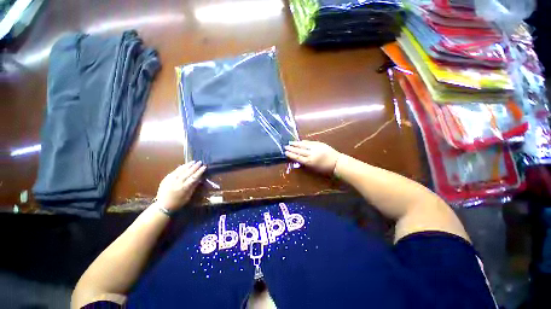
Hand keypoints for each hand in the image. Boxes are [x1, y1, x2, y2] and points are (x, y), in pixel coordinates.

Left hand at [155, 161, 205, 210]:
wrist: (162, 206)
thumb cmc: (178, 203)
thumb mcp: (188, 196)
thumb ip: (193, 187)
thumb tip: (199, 179)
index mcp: (184, 187)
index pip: (194, 177)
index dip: (200, 171)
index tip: (204, 166)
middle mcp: (178, 182)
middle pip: (188, 172)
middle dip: (195, 167)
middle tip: (200, 162)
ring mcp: (171, 180)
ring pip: (181, 170)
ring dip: (188, 165)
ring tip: (193, 161)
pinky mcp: (166, 179)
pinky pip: (174, 171)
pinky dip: (180, 168)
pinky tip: (183, 165)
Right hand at [284, 140, 340, 174]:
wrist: (336, 162)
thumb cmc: (325, 168)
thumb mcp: (314, 168)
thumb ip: (305, 164)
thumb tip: (297, 159)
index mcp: (310, 162)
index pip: (298, 157)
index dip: (291, 155)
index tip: (285, 152)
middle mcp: (311, 154)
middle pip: (299, 151)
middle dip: (291, 148)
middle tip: (285, 146)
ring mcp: (315, 148)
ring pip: (303, 145)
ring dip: (296, 144)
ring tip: (290, 142)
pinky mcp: (319, 144)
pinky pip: (309, 142)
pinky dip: (304, 142)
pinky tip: (300, 141)